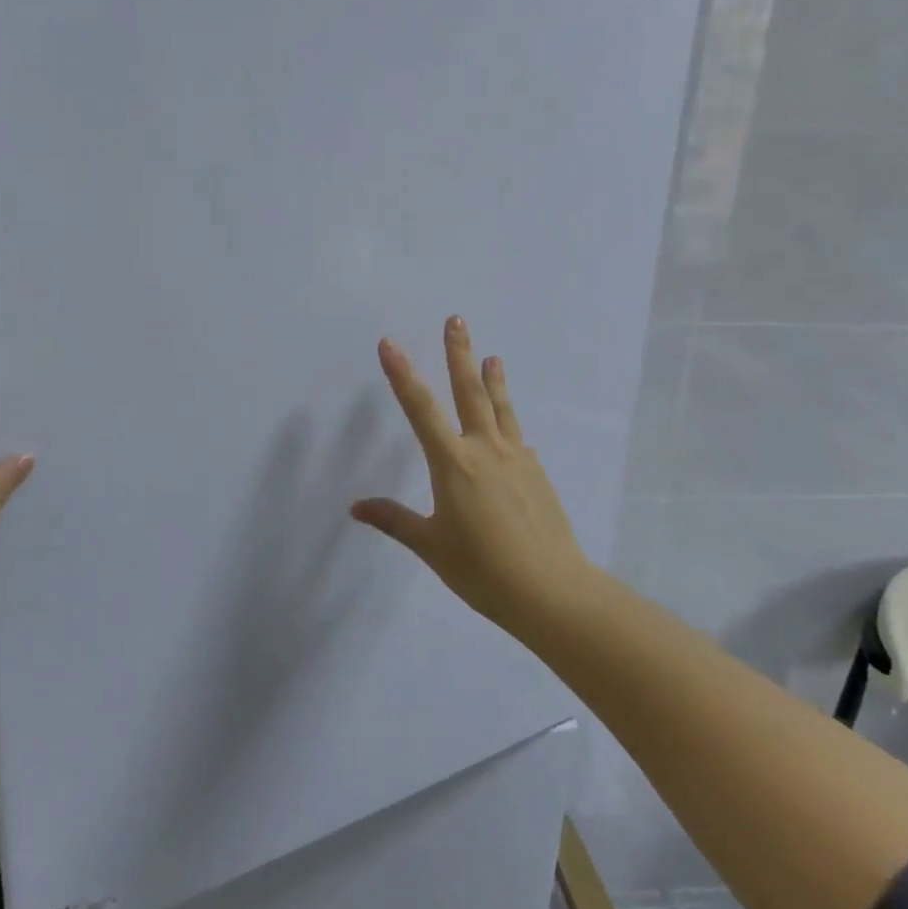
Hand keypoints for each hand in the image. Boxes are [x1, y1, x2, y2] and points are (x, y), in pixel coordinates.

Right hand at [352, 318, 589, 635]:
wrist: (550, 589)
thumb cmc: (482, 568)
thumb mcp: (431, 545)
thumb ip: (395, 520)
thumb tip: (357, 507)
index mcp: (454, 463)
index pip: (421, 409)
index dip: (402, 374)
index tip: (390, 344)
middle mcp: (486, 449)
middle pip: (469, 391)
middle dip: (459, 353)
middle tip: (456, 319)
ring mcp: (517, 458)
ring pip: (501, 408)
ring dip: (493, 380)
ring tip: (492, 356)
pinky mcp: (537, 473)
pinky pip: (518, 439)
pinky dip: (510, 425)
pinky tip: (512, 432)